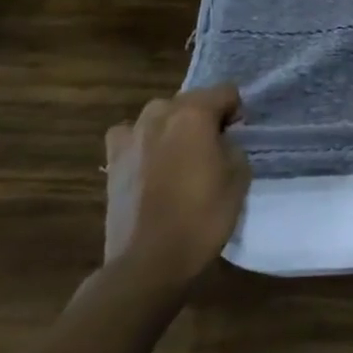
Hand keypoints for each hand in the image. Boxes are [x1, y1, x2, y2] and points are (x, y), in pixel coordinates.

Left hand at [102, 85, 249, 291]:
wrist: (150, 261)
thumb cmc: (203, 216)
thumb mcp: (238, 176)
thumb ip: (231, 146)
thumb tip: (220, 141)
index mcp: (194, 115)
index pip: (225, 91)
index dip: (237, 110)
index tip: (239, 134)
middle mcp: (159, 116)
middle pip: (190, 100)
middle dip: (204, 115)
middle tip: (214, 146)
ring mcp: (130, 138)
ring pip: (159, 115)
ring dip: (173, 126)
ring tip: (182, 155)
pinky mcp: (113, 162)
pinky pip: (130, 136)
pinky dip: (143, 141)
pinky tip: (151, 163)